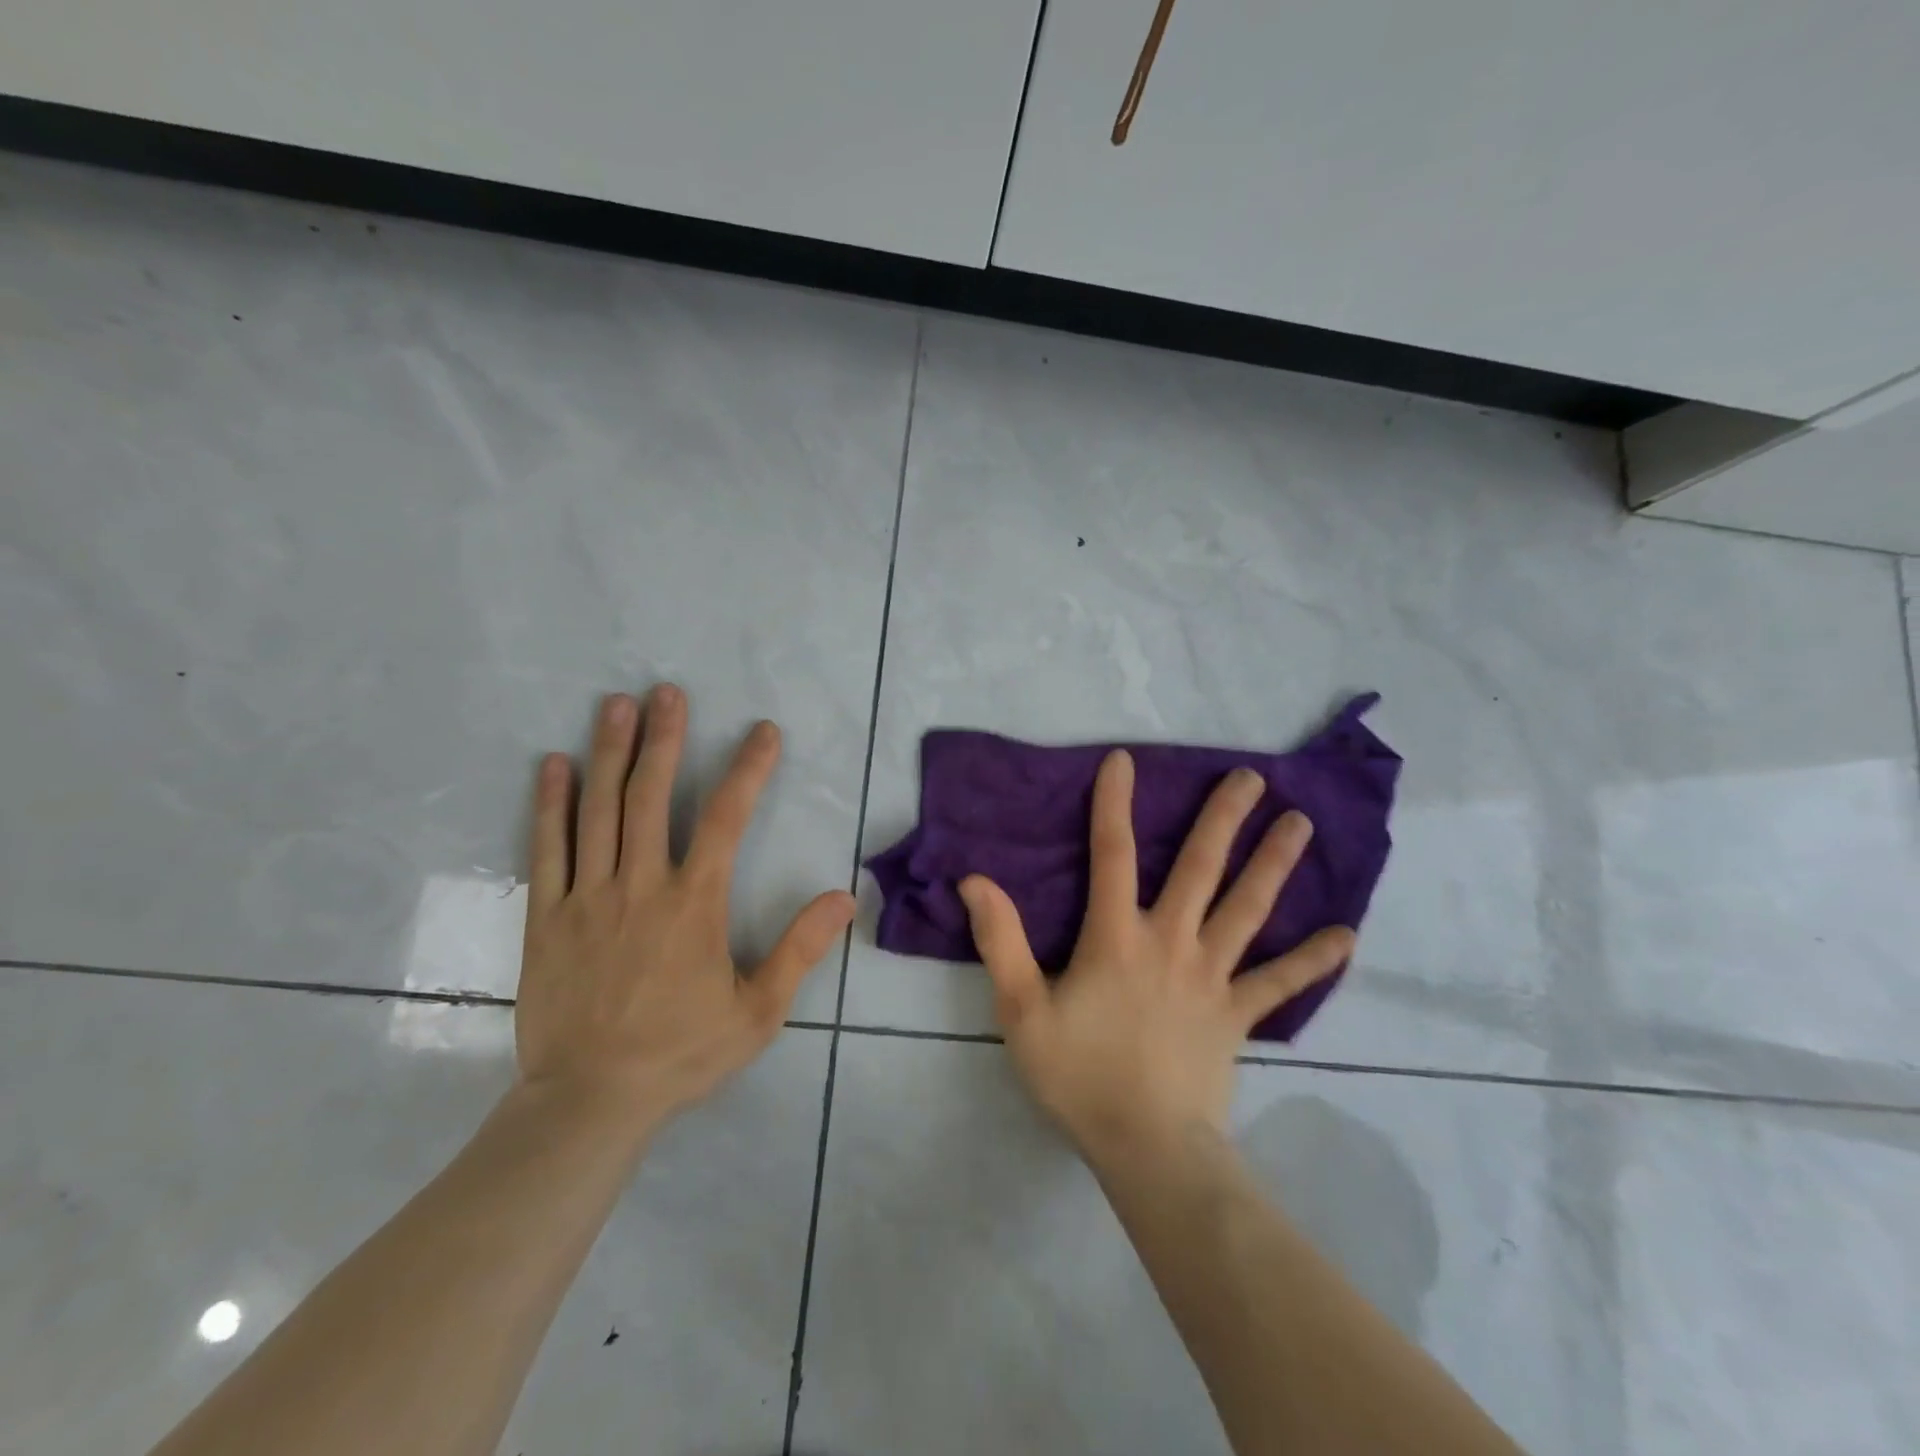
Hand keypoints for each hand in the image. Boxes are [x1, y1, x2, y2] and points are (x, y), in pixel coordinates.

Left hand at [514, 685, 855, 1132]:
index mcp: (693, 903)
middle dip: (664, 738)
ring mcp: (586, 897)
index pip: (726, 818)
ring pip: (597, 810)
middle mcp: (639, 885)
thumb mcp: (758, 1011)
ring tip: (615, 705)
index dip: (748, 769)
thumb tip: (843, 897)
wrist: (589, 1102)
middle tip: (667, 691)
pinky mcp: (546, 917)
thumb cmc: (681, 1053)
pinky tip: (553, 765)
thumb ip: (800, 949)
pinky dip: (550, 803)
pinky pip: (546, 850)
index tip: (763, 732)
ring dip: (608, 753)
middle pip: (650, 795)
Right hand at [959, 751, 1353, 1165]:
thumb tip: (976, 880)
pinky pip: (1280, 982)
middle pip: (1200, 868)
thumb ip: (1000, 942)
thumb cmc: (1079, 1076)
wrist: (1147, 1149)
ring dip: (1274, 863)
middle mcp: (1171, 941)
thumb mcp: (1022, 1010)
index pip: (1112, 854)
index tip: (1124, 760)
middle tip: (1252, 777)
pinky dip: (1312, 959)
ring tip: (1302, 823)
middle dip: (1224, 818)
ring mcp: (1212, 976)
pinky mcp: (1238, 1014)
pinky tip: (1345, 936)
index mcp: (1116, 937)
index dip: (1114, 804)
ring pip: (1248, 909)